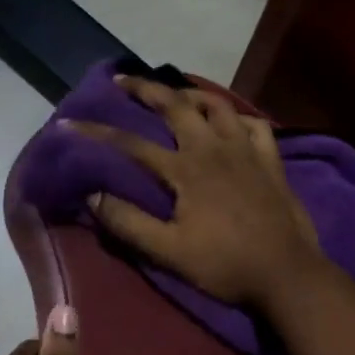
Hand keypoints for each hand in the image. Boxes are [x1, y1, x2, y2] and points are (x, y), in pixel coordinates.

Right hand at [68, 75, 322, 307]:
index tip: (67, 124)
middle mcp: (214, 148)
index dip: (96, 133)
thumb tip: (93, 196)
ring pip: (218, 106)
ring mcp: (247, 150)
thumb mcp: (169, 252)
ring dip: (192, 94)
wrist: (286, 273)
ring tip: (176, 94)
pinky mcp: (271, 160)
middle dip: (146, 89)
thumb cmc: (225, 264)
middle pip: (176, 106)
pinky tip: (231, 122)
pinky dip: (239, 117)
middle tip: (123, 81)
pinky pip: (255, 125)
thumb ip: (129, 222)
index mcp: (186, 169)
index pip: (132, 145)